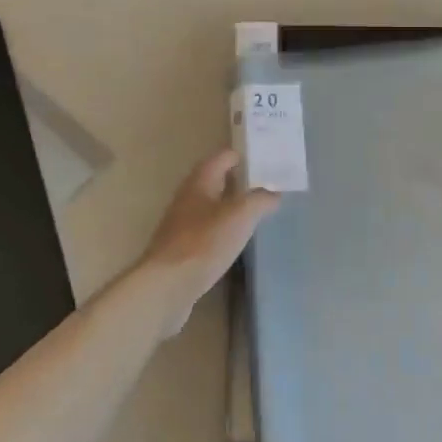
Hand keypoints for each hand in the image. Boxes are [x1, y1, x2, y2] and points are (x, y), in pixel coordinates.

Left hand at [138, 150, 280, 337]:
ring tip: (256, 213)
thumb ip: (260, 199)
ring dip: (231, 206)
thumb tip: (274, 193)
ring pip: (211, 206)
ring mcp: (182, 224)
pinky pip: (207, 230)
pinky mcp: (181, 249)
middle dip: (239, 181)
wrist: (167, 285)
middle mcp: (188, 197)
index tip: (266, 160)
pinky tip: (235, 242)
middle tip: (266, 186)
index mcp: (200, 181)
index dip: (243, 156)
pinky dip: (223, 229)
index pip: (223, 157)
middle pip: (215, 180)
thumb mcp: (241, 215)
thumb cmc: (204, 242)